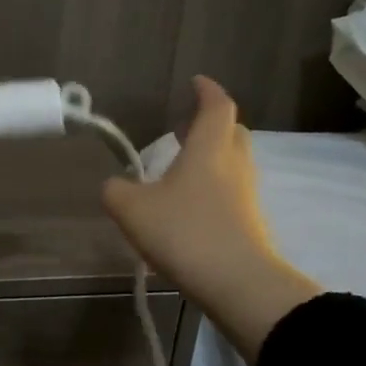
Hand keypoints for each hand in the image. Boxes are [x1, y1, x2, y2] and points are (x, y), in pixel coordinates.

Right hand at [101, 77, 322, 365]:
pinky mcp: (250, 223)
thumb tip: (115, 185)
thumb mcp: (131, 208)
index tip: (195, 82)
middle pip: (231, 132)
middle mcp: (234, 164)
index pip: (217, 106)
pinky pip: (232, 192)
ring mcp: (247, 195)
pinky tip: (188, 206)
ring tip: (180, 169)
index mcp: (210, 148)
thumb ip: (116, 190)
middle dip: (211, 124)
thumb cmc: (184, 231)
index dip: (207, 90)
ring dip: (211, 158)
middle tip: (185, 128)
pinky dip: (213, 188)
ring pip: (233, 163)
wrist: (237, 284)